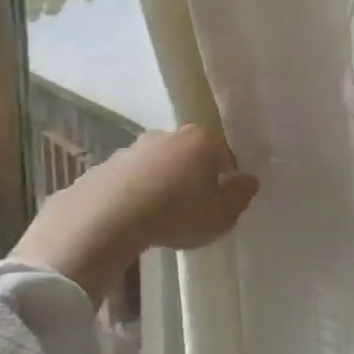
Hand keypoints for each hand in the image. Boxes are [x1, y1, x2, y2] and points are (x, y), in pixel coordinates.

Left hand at [12, 125, 258, 301]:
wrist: (110, 217)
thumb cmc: (178, 212)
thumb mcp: (221, 215)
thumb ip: (239, 196)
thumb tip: (249, 180)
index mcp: (201, 140)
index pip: (222, 154)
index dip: (223, 177)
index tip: (219, 201)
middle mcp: (167, 135)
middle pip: (187, 154)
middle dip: (189, 175)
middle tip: (189, 209)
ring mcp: (132, 148)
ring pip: (155, 165)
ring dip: (158, 183)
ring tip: (157, 217)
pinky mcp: (104, 166)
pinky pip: (127, 180)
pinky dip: (132, 194)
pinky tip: (131, 219)